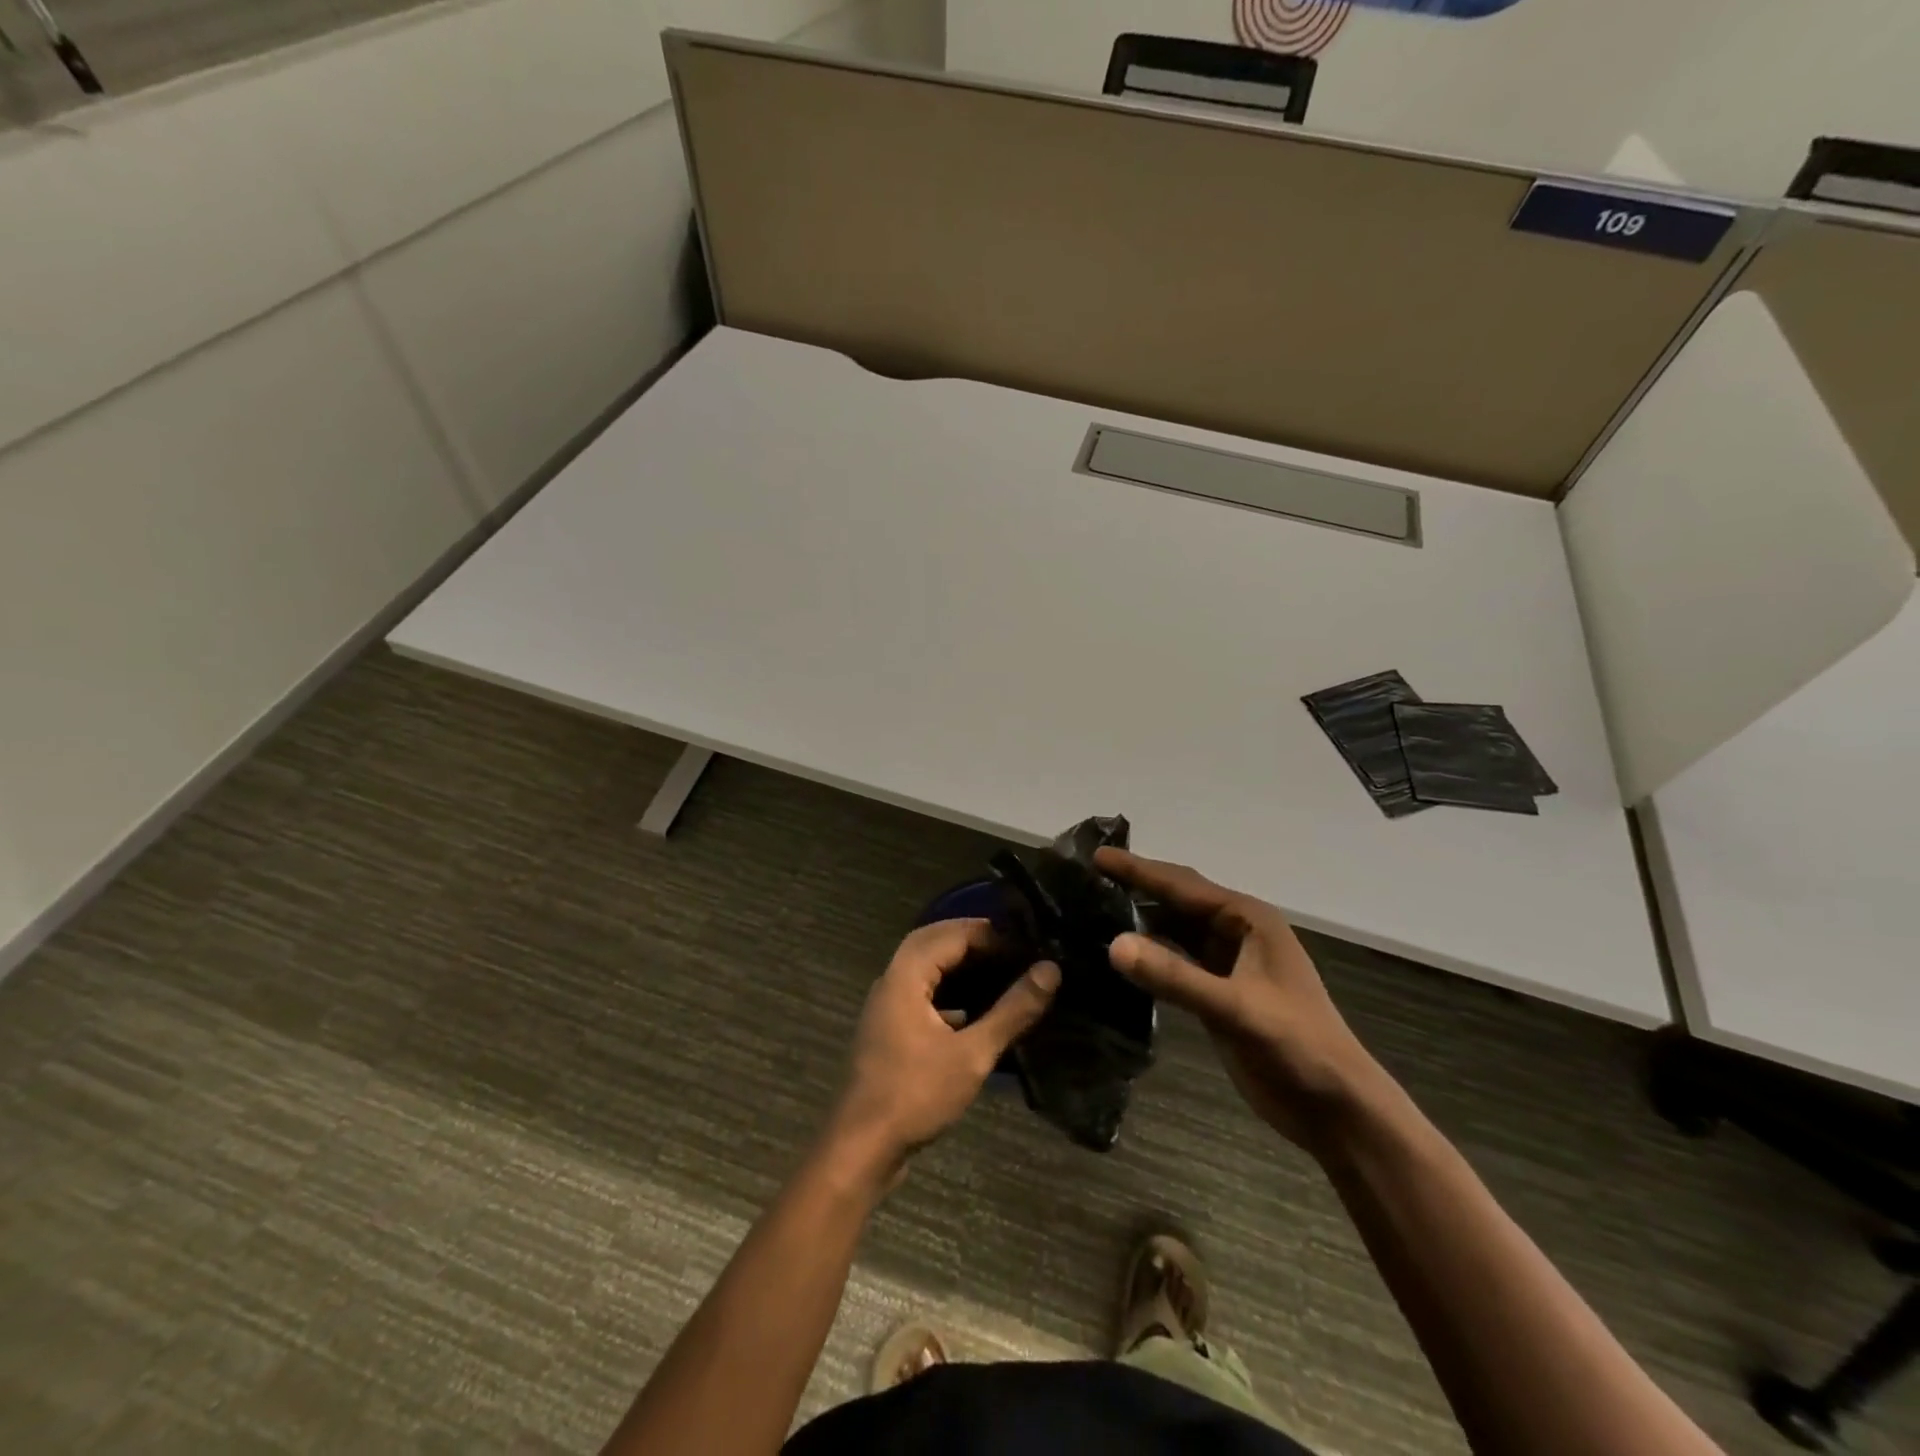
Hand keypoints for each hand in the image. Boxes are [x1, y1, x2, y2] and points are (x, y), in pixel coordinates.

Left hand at [827, 920, 1059, 1179]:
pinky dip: (948, 988)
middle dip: (972, 938)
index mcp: (906, 975)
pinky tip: (975, 1008)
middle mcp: (892, 980)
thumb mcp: (972, 1054)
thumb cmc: (915, 1094)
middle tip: (1013, 947)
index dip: (990, 933)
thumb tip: (1050, 970)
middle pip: (933, 941)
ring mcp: (887, 1005)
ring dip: (958, 962)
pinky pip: (921, 992)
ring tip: (1000, 969)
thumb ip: (1012, 1010)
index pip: (951, 934)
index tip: (1027, 943)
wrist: (861, 1147)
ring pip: (925, 966)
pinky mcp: (890, 1029)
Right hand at [1096, 848, 1382, 1153]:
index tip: (1096, 856)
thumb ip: (1175, 976)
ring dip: (1140, 922)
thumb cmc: (1295, 1046)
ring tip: (1093, 911)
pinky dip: (1150, 956)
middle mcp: (1237, 932)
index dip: (1138, 870)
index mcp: (1248, 919)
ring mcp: (1228, 963)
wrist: (1335, 1108)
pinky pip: (1176, 962)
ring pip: (1175, 932)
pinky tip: (1120, 957)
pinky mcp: (1219, 993)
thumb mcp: (1235, 1008)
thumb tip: (1113, 944)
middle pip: (1177, 901)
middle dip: (1136, 888)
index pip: (1183, 885)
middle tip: (1087, 879)